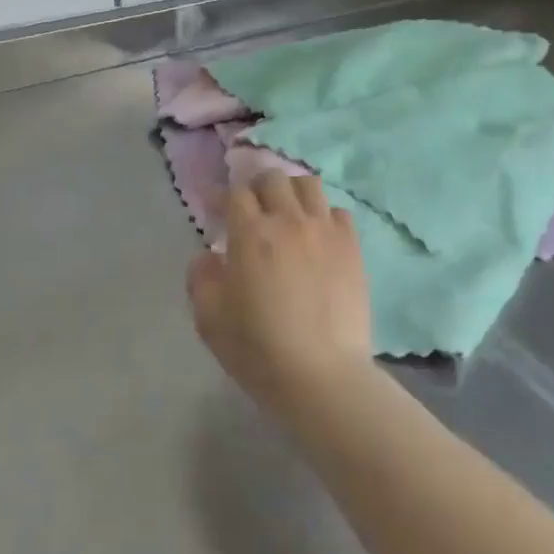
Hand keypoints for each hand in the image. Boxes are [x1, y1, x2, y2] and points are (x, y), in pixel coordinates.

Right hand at [186, 173, 372, 418]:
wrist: (322, 375)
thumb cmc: (259, 350)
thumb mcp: (210, 319)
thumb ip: (201, 278)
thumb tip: (209, 256)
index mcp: (250, 233)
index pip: (236, 193)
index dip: (223, 197)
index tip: (217, 210)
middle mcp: (289, 220)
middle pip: (273, 178)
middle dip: (257, 187)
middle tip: (252, 210)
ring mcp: (325, 230)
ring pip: (308, 184)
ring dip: (292, 192)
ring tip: (287, 213)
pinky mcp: (352, 246)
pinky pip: (338, 211)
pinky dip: (323, 215)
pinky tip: (318, 236)